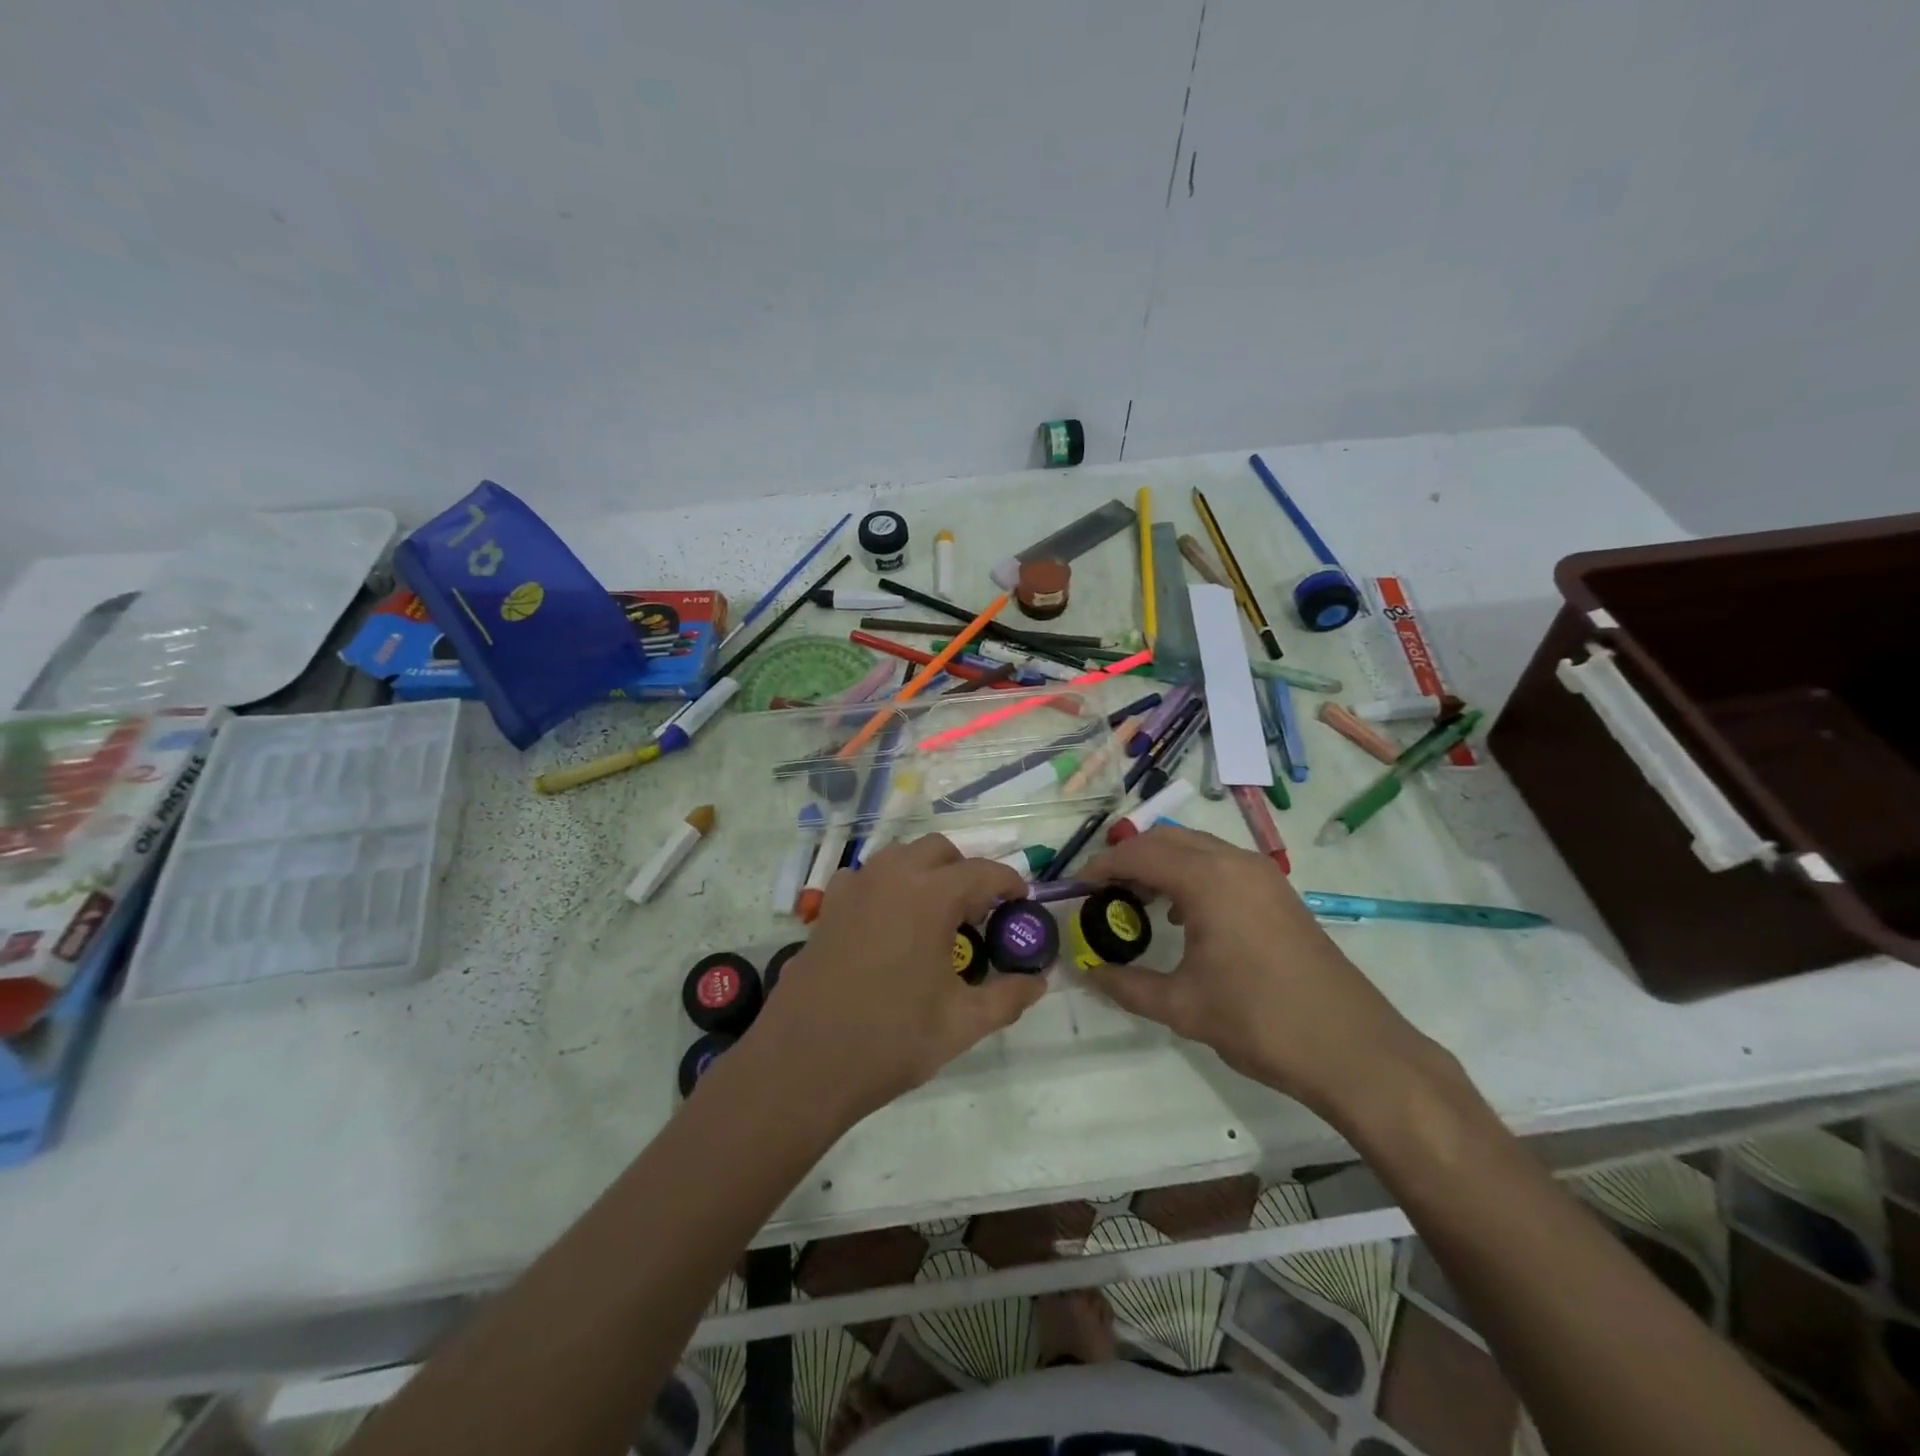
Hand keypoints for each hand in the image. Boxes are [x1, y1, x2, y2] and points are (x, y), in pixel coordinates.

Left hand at [744, 835, 1045, 1124]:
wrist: (804, 1062)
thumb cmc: (891, 1040)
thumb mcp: (962, 1024)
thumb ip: (1007, 997)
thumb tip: (1038, 982)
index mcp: (931, 896)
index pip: (983, 872)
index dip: (1008, 883)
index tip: (1020, 902)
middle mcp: (892, 877)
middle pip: (940, 850)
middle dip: (965, 871)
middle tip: (978, 911)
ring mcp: (855, 887)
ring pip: (900, 856)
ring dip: (926, 873)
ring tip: (936, 915)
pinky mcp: (828, 906)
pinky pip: (867, 877)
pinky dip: (889, 887)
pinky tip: (890, 925)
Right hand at [1078, 825, 1430, 1118]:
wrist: (1354, 1050)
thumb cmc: (1260, 1021)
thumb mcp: (1183, 1006)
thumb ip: (1127, 985)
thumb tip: (1087, 972)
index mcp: (1209, 880)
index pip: (1140, 854)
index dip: (1102, 867)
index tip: (1076, 888)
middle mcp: (1236, 863)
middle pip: (1168, 840)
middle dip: (1129, 858)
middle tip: (1102, 892)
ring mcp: (1263, 876)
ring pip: (1197, 849)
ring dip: (1162, 864)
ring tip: (1136, 902)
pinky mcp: (1279, 894)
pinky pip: (1221, 865)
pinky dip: (1191, 875)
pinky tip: (1183, 917)